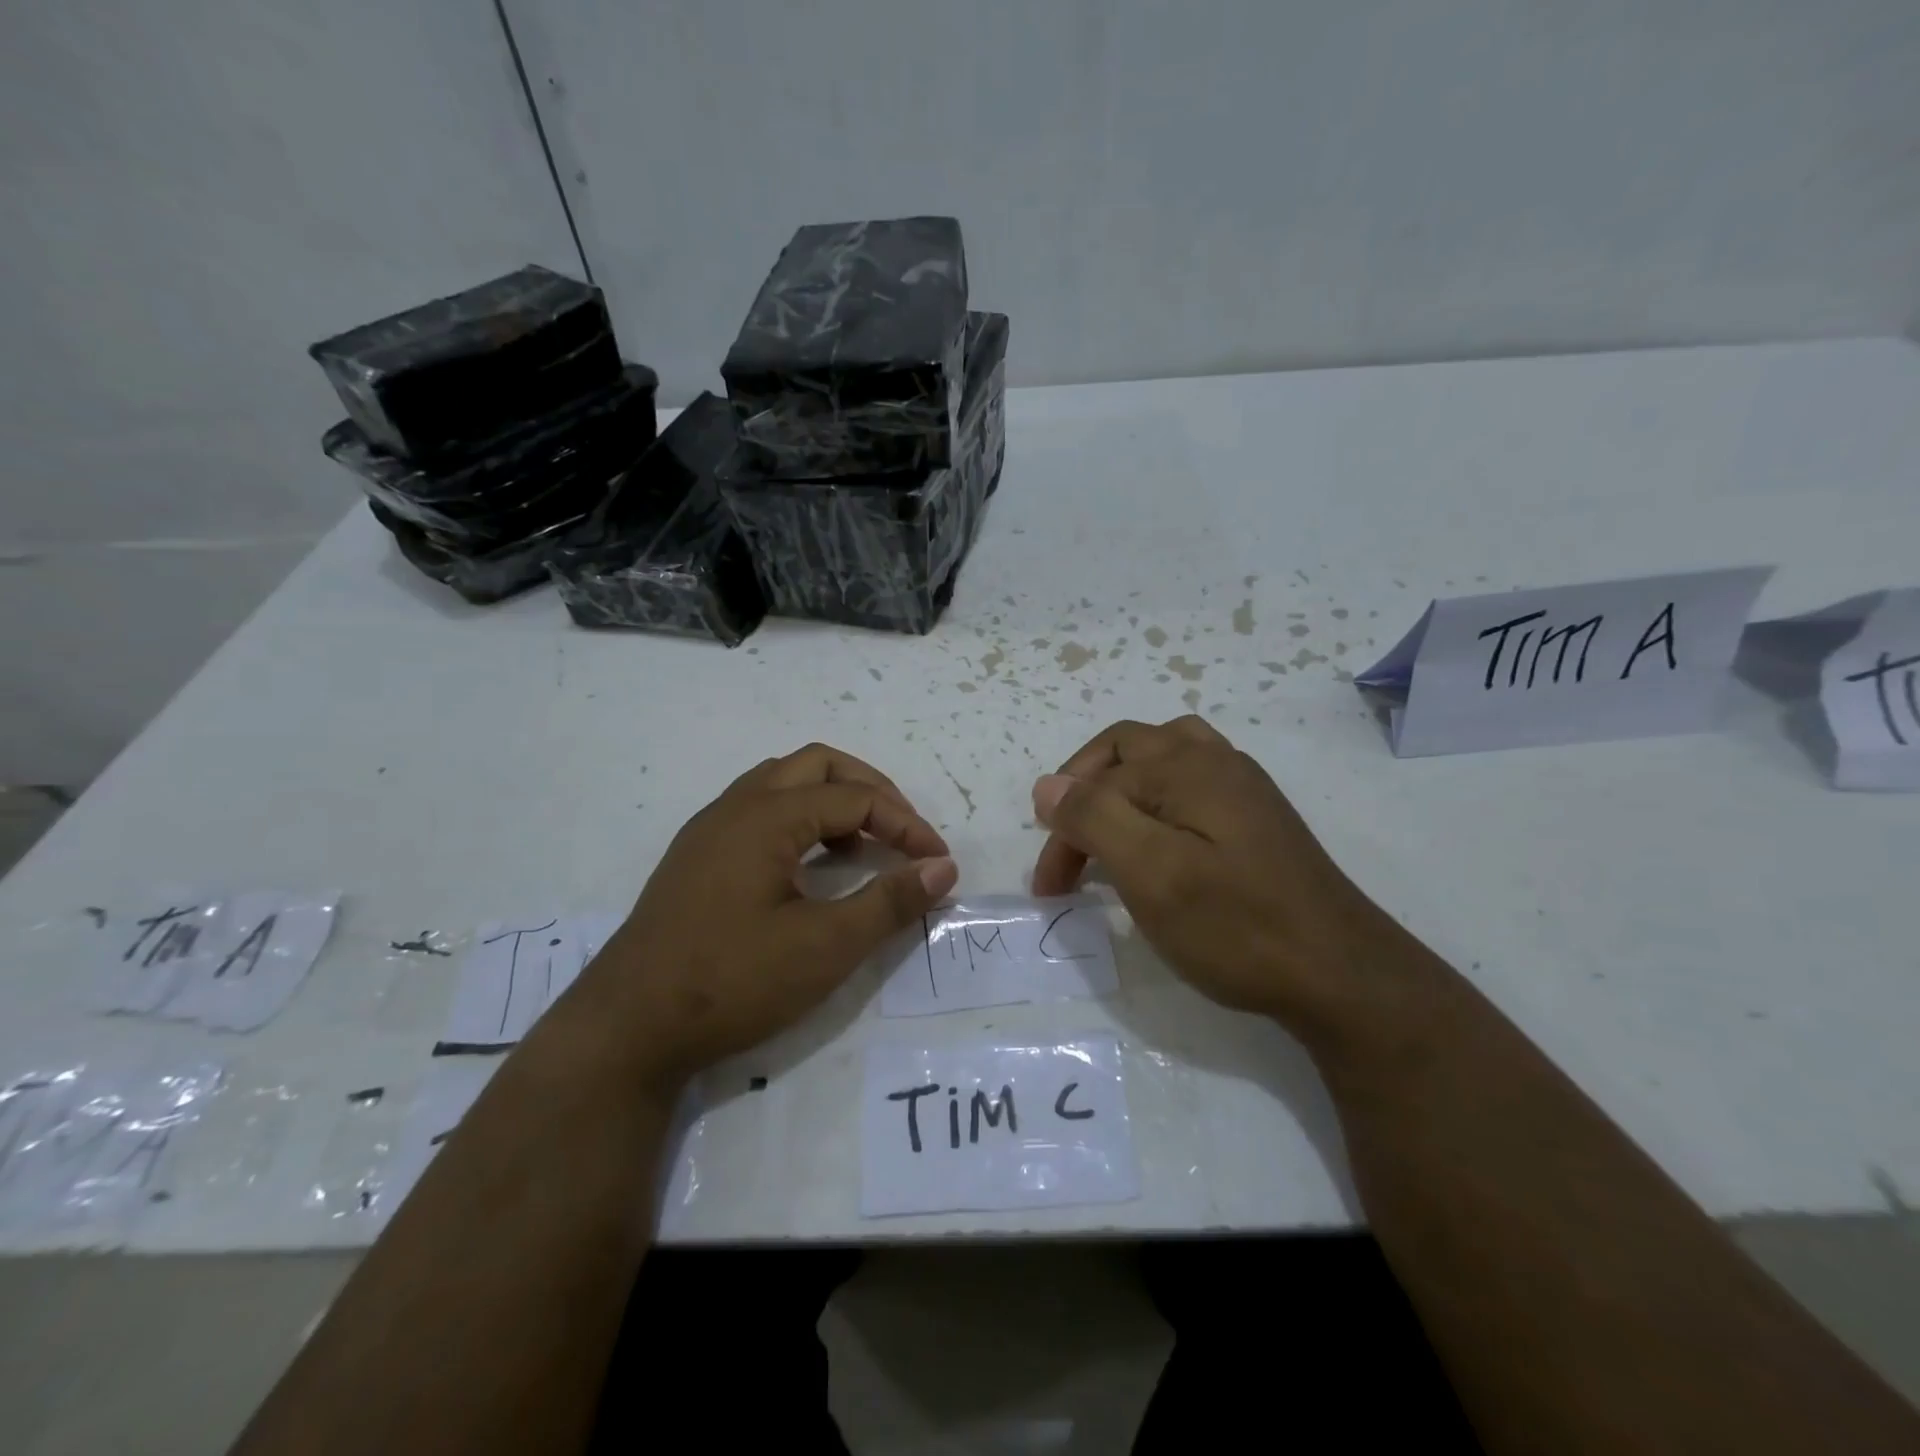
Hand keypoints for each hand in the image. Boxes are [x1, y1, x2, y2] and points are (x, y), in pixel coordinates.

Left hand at [572, 744, 957, 1092]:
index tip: (937, 862)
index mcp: (766, 816)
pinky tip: (812, 868)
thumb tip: (943, 869)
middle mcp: (735, 807)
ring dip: (832, 801)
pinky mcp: (697, 858)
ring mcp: (709, 831)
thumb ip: (889, 902)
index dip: (905, 824)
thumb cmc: (732, 981)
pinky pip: (759, 812)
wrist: (627, 1030)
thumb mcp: (825, 946)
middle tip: (903, 832)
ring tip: (864, 847)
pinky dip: (800, 821)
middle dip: (869, 790)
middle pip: (817, 765)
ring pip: (783, 784)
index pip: (855, 797)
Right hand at [1031, 717, 1430, 1036]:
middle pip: (1126, 751)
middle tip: (1068, 851)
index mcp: (1185, 766)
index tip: (1049, 889)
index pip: (1095, 780)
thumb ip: (1093, 817)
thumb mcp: (1150, 872)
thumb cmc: (1236, 926)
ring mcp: (1242, 786)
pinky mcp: (1257, 817)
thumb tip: (1047, 785)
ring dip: (1122, 787)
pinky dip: (1157, 800)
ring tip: (1107, 830)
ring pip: (1162, 759)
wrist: (1342, 976)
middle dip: (1085, 794)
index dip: (1061, 829)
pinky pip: (1191, 785)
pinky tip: (1161, 840)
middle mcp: (1214, 760)